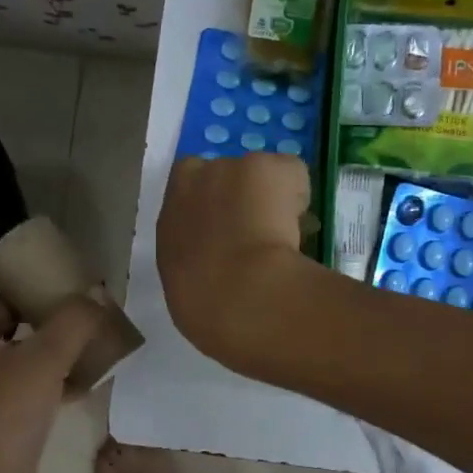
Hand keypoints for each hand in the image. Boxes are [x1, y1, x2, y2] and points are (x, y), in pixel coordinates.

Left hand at [0, 264, 104, 472]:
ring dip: (38, 340)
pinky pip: (11, 383)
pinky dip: (40, 375)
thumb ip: (73, 322)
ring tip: (78, 335)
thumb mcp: (43, 362)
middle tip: (62, 299)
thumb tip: (96, 296)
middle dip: (24, 304)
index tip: (27, 266)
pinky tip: (80, 381)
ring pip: (0, 351)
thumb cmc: (1, 421)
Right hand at [156, 153, 310, 366]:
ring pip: (258, 174)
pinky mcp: (266, 165)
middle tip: (260, 231)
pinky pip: (291, 174)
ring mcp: (231, 168)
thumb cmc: (207, 307)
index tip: (229, 229)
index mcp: (171, 219)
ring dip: (270, 196)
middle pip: (222, 177)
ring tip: (286, 231)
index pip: (187, 193)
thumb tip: (217, 269)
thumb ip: (198, 265)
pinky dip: (299, 193)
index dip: (211, 207)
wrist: (239, 294)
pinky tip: (302, 224)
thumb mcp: (188, 287)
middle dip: (240, 196)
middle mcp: (194, 182)